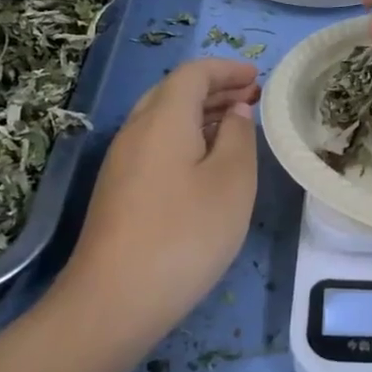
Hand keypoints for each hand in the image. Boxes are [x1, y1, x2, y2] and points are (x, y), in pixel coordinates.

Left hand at [61, 59, 259, 338]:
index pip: (194, 74)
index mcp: (163, 119)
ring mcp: (121, 163)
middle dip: (215, 89)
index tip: (257, 78)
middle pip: (174, 93)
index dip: (227, 69)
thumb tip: (235, 111)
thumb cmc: (186, 234)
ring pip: (162, 120)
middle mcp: (135, 131)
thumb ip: (239, 136)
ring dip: (200, 114)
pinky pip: (155, 145)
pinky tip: (205, 164)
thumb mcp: (232, 182)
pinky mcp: (117, 191)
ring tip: (235, 127)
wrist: (114, 301)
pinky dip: (185, 138)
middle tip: (251, 99)